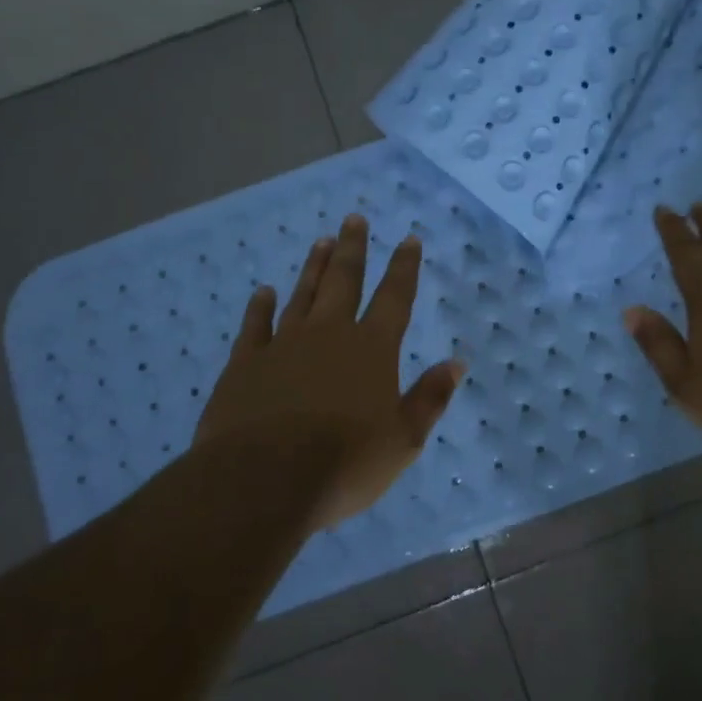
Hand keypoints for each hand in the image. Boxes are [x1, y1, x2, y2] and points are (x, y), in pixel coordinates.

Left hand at [194, 214, 462, 528]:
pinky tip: (264, 292)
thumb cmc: (345, 464)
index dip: (404, 267)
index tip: (408, 239)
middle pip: (344, 281)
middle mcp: (329, 334)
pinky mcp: (245, 364)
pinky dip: (261, 307)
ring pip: (303, 294)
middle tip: (354, 219)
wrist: (263, 481)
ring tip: (321, 241)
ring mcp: (284, 345)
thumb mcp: (403, 440)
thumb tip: (456, 363)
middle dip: (353, 249)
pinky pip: (256, 325)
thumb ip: (430, 398)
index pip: (395, 298)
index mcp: (372, 349)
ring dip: (314, 268)